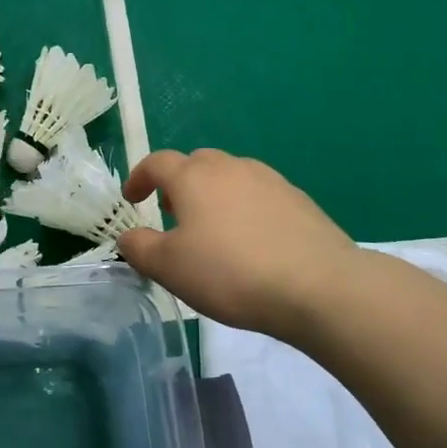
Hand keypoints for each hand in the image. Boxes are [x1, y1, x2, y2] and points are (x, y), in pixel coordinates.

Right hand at [118, 149, 359, 340]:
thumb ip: (139, 247)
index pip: (157, 162)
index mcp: (194, 176)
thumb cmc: (230, 273)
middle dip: (179, 183)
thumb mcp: (169, 267)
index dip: (139, 177)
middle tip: (172, 214)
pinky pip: (259, 195)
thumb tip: (129, 236)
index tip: (132, 198)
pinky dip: (245, 209)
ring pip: (231, 177)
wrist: (317, 285)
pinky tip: (251, 241)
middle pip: (197, 163)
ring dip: (213, 195)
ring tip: (212, 229)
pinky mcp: (298, 200)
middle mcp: (231, 167)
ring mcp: (270, 180)